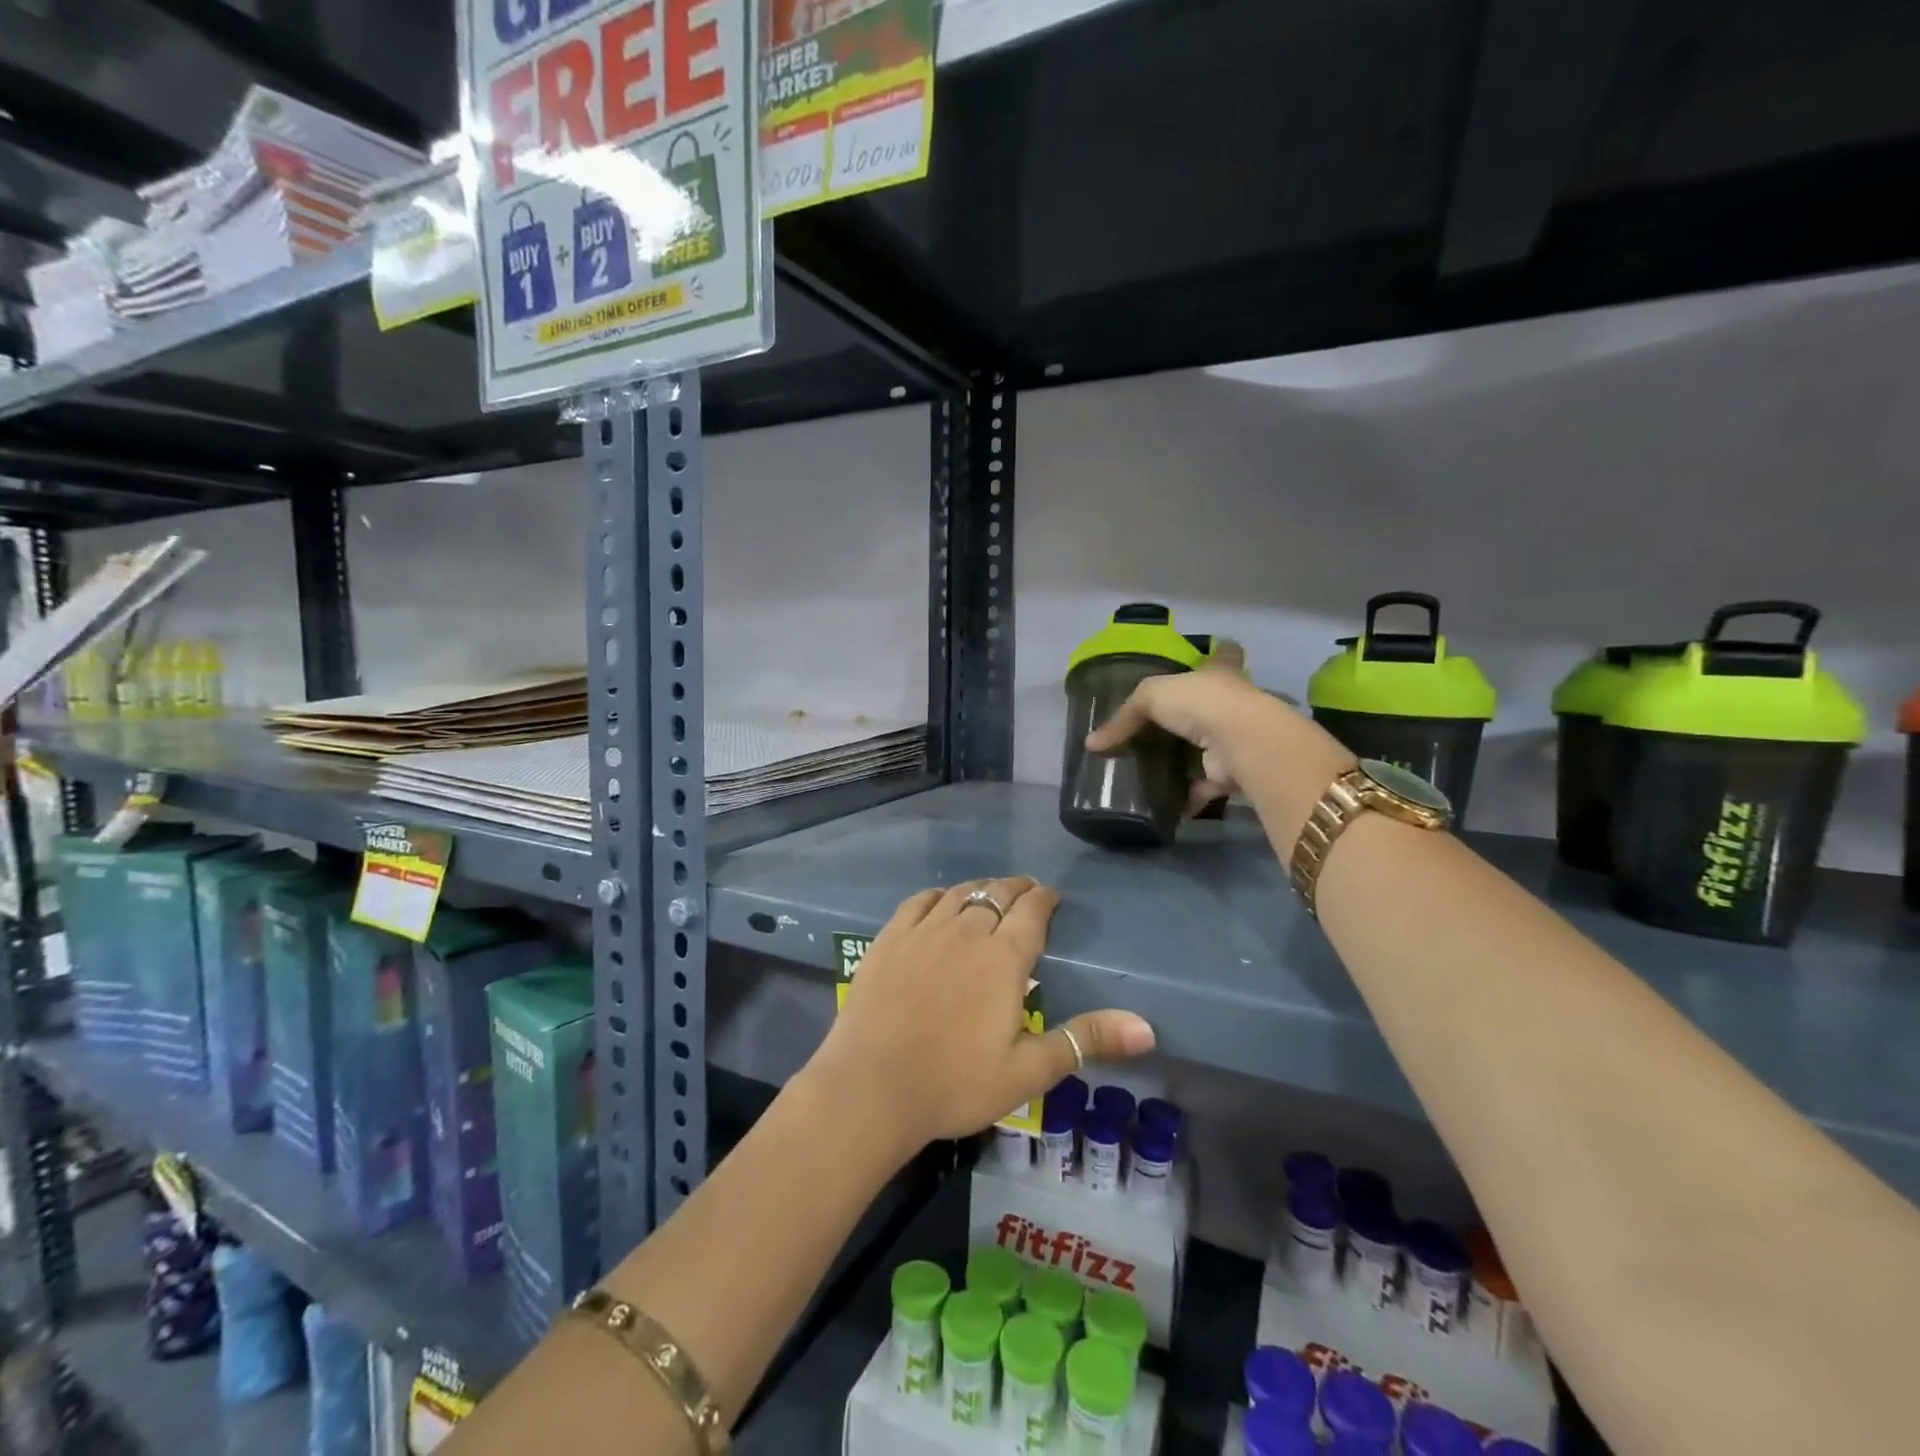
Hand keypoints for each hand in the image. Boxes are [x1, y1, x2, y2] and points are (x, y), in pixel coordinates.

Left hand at [807, 878, 1154, 1154]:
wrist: (871, 1088)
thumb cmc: (954, 1084)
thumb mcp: (1028, 1071)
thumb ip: (1085, 1041)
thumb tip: (1147, 1028)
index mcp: (1003, 958)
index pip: (1031, 911)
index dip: (1045, 899)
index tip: (1052, 898)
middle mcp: (966, 931)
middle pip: (997, 894)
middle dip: (1017, 889)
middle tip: (1027, 893)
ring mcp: (924, 931)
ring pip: (960, 893)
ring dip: (981, 888)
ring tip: (990, 893)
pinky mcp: (889, 938)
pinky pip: (920, 901)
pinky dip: (938, 895)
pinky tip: (942, 901)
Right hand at [1087, 668, 1355, 844]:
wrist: (1239, 741)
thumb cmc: (1200, 703)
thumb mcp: (1151, 696)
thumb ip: (1123, 717)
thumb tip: (1092, 744)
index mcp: (1218, 673)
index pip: (1222, 655)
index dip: (1217, 653)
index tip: (1214, 650)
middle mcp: (1230, 703)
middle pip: (1209, 705)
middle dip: (1189, 716)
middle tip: (1155, 729)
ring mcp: (1233, 739)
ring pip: (1205, 748)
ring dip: (1185, 761)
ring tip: (1152, 771)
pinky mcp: (1231, 772)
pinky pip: (1204, 786)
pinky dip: (1186, 797)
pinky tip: (1164, 805)